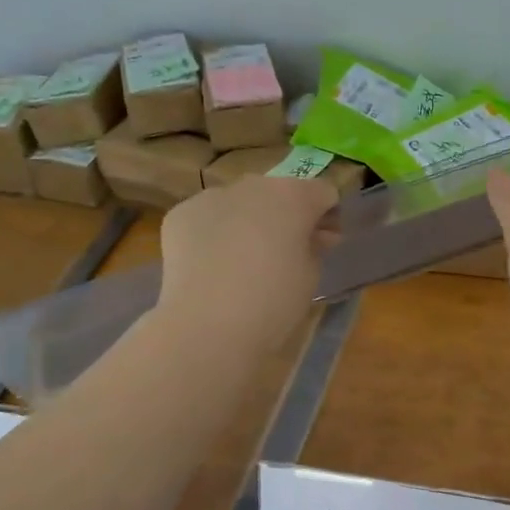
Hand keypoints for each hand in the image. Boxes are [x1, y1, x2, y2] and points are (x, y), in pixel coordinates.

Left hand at [157, 174, 338, 349]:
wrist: (208, 325)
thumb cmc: (274, 302)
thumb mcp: (311, 275)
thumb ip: (315, 245)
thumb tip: (314, 234)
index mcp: (294, 195)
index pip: (323, 193)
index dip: (327, 216)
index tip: (325, 242)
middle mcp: (254, 185)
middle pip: (279, 192)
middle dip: (286, 215)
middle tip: (284, 252)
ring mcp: (212, 196)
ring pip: (240, 202)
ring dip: (248, 221)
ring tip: (242, 261)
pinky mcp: (181, 214)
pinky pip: (207, 217)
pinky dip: (214, 233)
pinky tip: (212, 265)